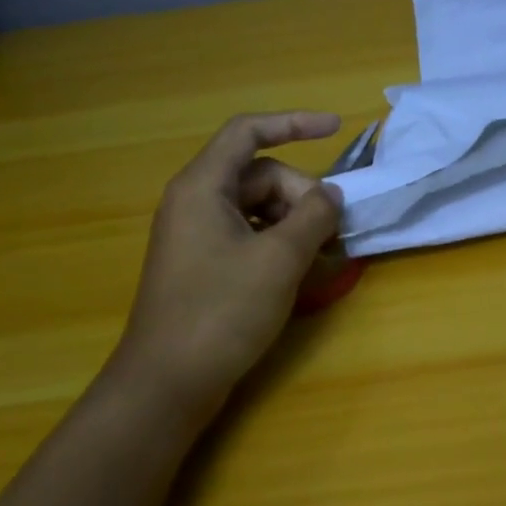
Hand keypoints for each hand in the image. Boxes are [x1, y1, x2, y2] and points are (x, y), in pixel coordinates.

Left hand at [108, 110, 344, 412]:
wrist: (168, 382)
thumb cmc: (222, 310)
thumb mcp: (280, 258)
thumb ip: (314, 216)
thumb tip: (332, 195)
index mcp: (203, 187)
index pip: (249, 132)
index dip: (294, 123)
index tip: (336, 128)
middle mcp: (196, 202)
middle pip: (261, 174)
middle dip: (302, 194)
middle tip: (331, 231)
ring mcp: (198, 235)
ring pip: (259, 206)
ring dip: (295, 220)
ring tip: (321, 253)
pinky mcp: (204, 264)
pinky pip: (250, 234)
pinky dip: (280, 242)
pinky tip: (299, 269)